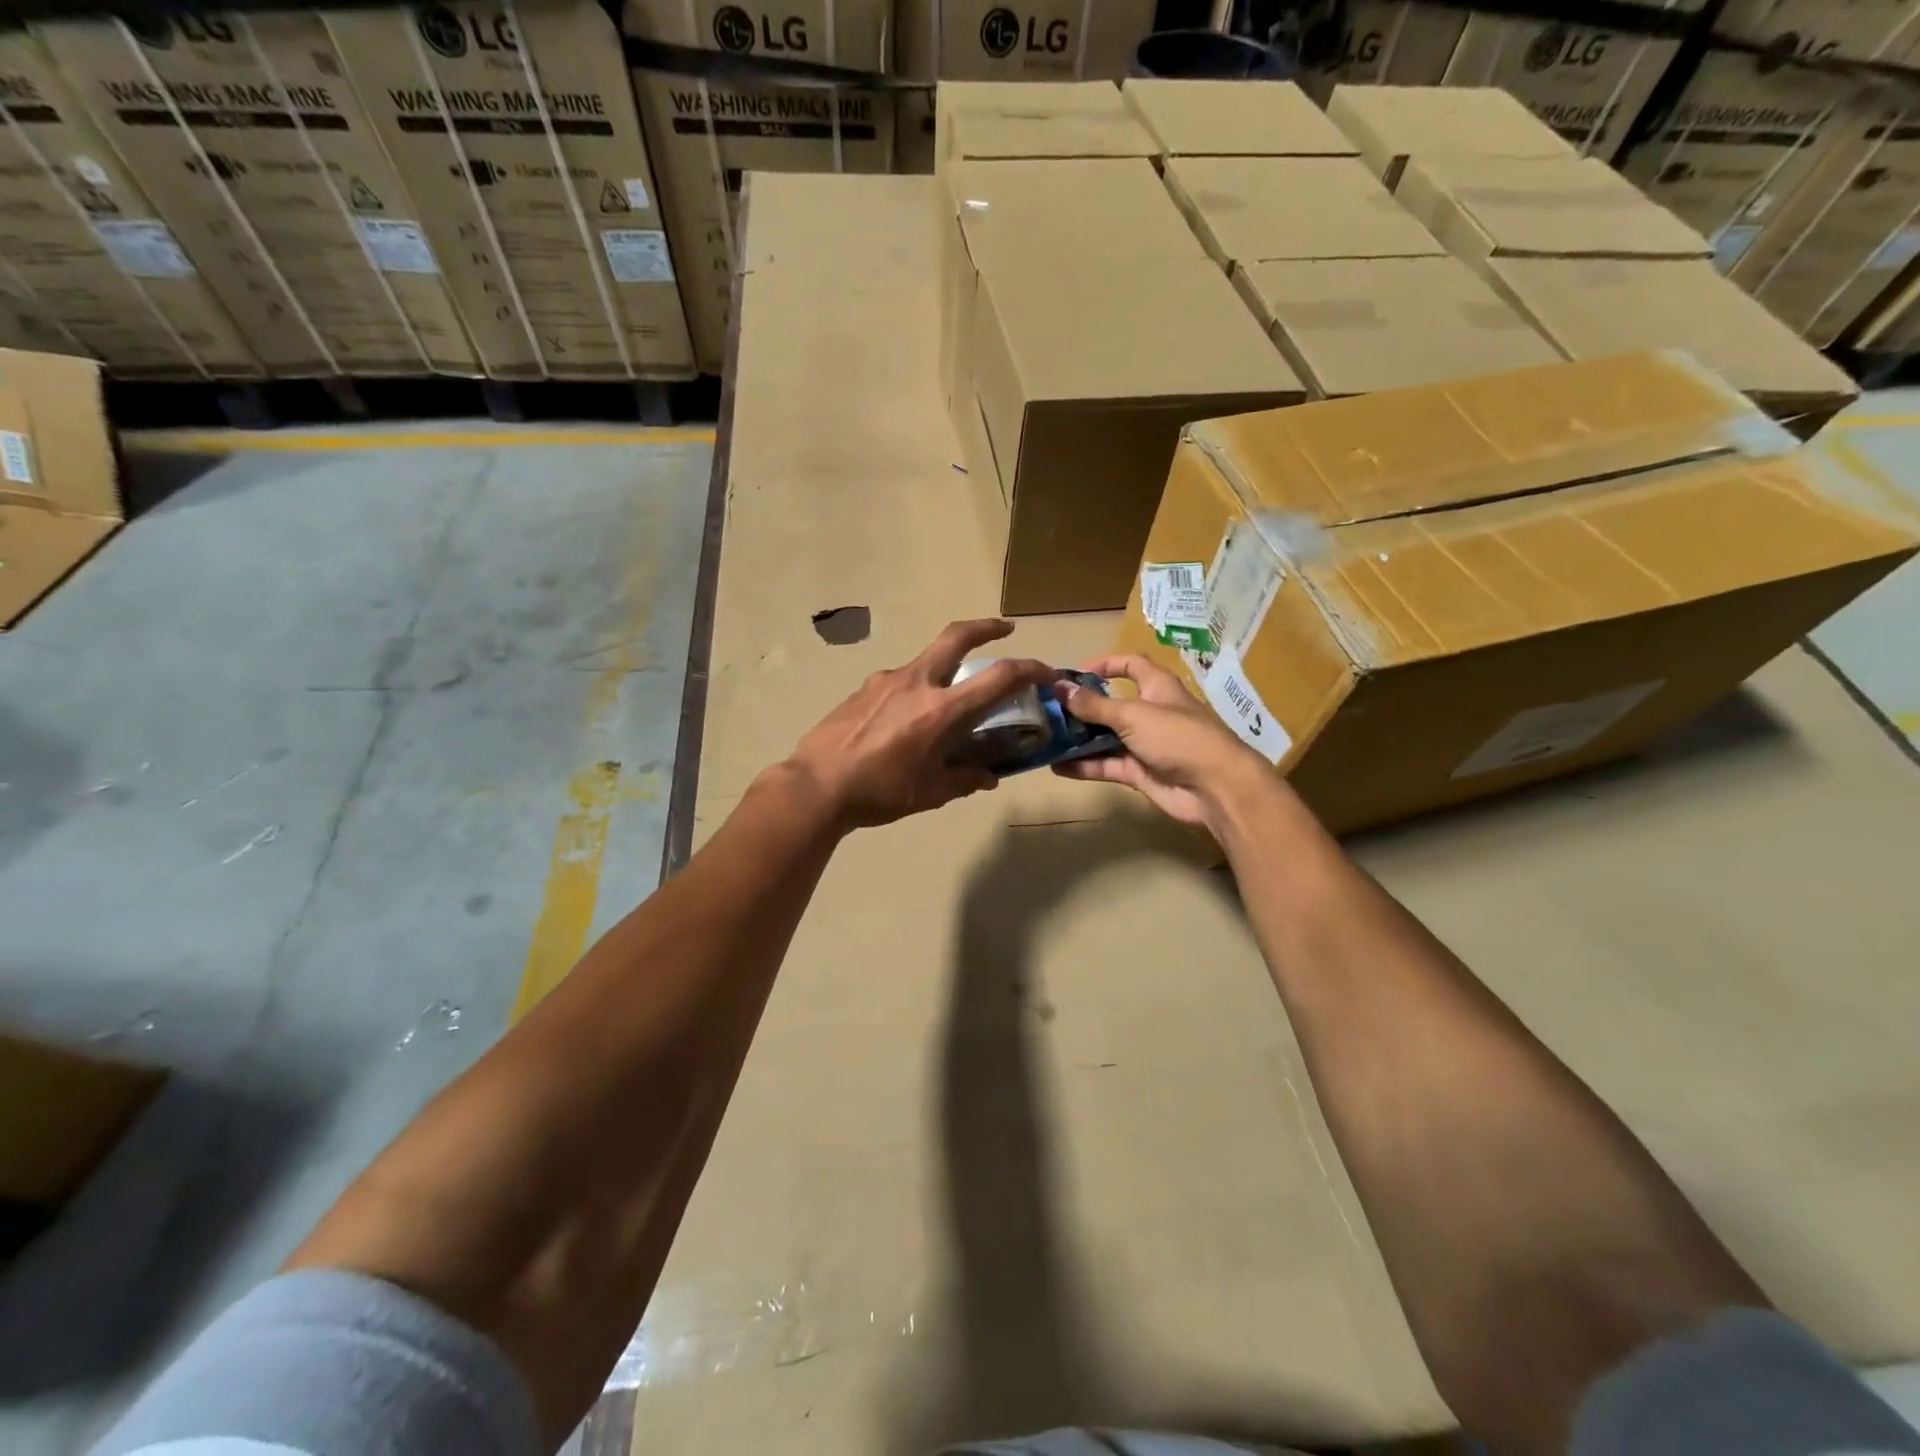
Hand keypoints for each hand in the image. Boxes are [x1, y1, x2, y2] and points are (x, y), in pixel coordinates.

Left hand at [784, 619, 1056, 830]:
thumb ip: (964, 780)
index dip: (1028, 669)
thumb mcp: (930, 793)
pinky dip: (916, 690)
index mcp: (940, 710)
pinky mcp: (863, 689)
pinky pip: (899, 681)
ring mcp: (885, 681)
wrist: (815, 786)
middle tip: (1004, 628)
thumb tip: (988, 776)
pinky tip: (905, 721)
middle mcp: (916, 684)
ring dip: (945, 668)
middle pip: (956, 636)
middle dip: (985, 626)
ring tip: (946, 702)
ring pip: (926, 661)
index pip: (997, 678)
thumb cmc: (879, 793)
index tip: (1045, 671)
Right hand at [1052, 654, 1270, 828]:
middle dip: (1082, 707)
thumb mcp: (1133, 715)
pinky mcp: (1140, 772)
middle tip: (1048, 710)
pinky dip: (1085, 765)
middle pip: (1111, 704)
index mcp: (1157, 687)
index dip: (1105, 665)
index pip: (1130, 665)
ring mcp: (1145, 744)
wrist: (1215, 787)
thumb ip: (1094, 705)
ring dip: (1079, 738)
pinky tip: (1057, 766)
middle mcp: (1150, 713)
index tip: (1074, 673)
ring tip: (1046, 738)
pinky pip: (1107, 765)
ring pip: (1105, 737)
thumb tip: (1060, 689)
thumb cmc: (1178, 737)